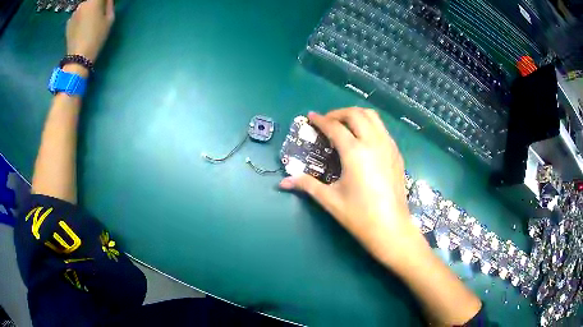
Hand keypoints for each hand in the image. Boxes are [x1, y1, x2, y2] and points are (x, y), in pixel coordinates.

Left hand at [66, 0, 114, 62]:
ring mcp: (74, 13)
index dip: (104, 1)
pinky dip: (81, 17)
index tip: (106, 5)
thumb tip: (107, 0)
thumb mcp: (109, 19)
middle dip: (96, 4)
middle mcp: (83, 3)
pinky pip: (78, 15)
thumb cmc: (97, 37)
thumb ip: (109, 5)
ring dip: (88, 10)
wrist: (78, 57)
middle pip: (91, 1)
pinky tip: (82, 27)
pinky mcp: (68, 22)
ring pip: (84, 6)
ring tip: (90, 21)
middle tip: (99, 13)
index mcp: (94, 1)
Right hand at [280, 109, 420, 266]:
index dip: (320, 120)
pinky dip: (370, 126)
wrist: (391, 228)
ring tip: (345, 125)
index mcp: (355, 152)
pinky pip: (382, 129)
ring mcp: (388, 146)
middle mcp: (373, 143)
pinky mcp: (397, 154)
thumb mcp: (330, 199)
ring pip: (373, 117)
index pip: (335, 127)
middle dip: (339, 113)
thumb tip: (283, 182)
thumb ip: (306, 185)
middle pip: (356, 114)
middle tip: (327, 122)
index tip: (311, 117)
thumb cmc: (359, 215)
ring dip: (356, 116)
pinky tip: (363, 140)